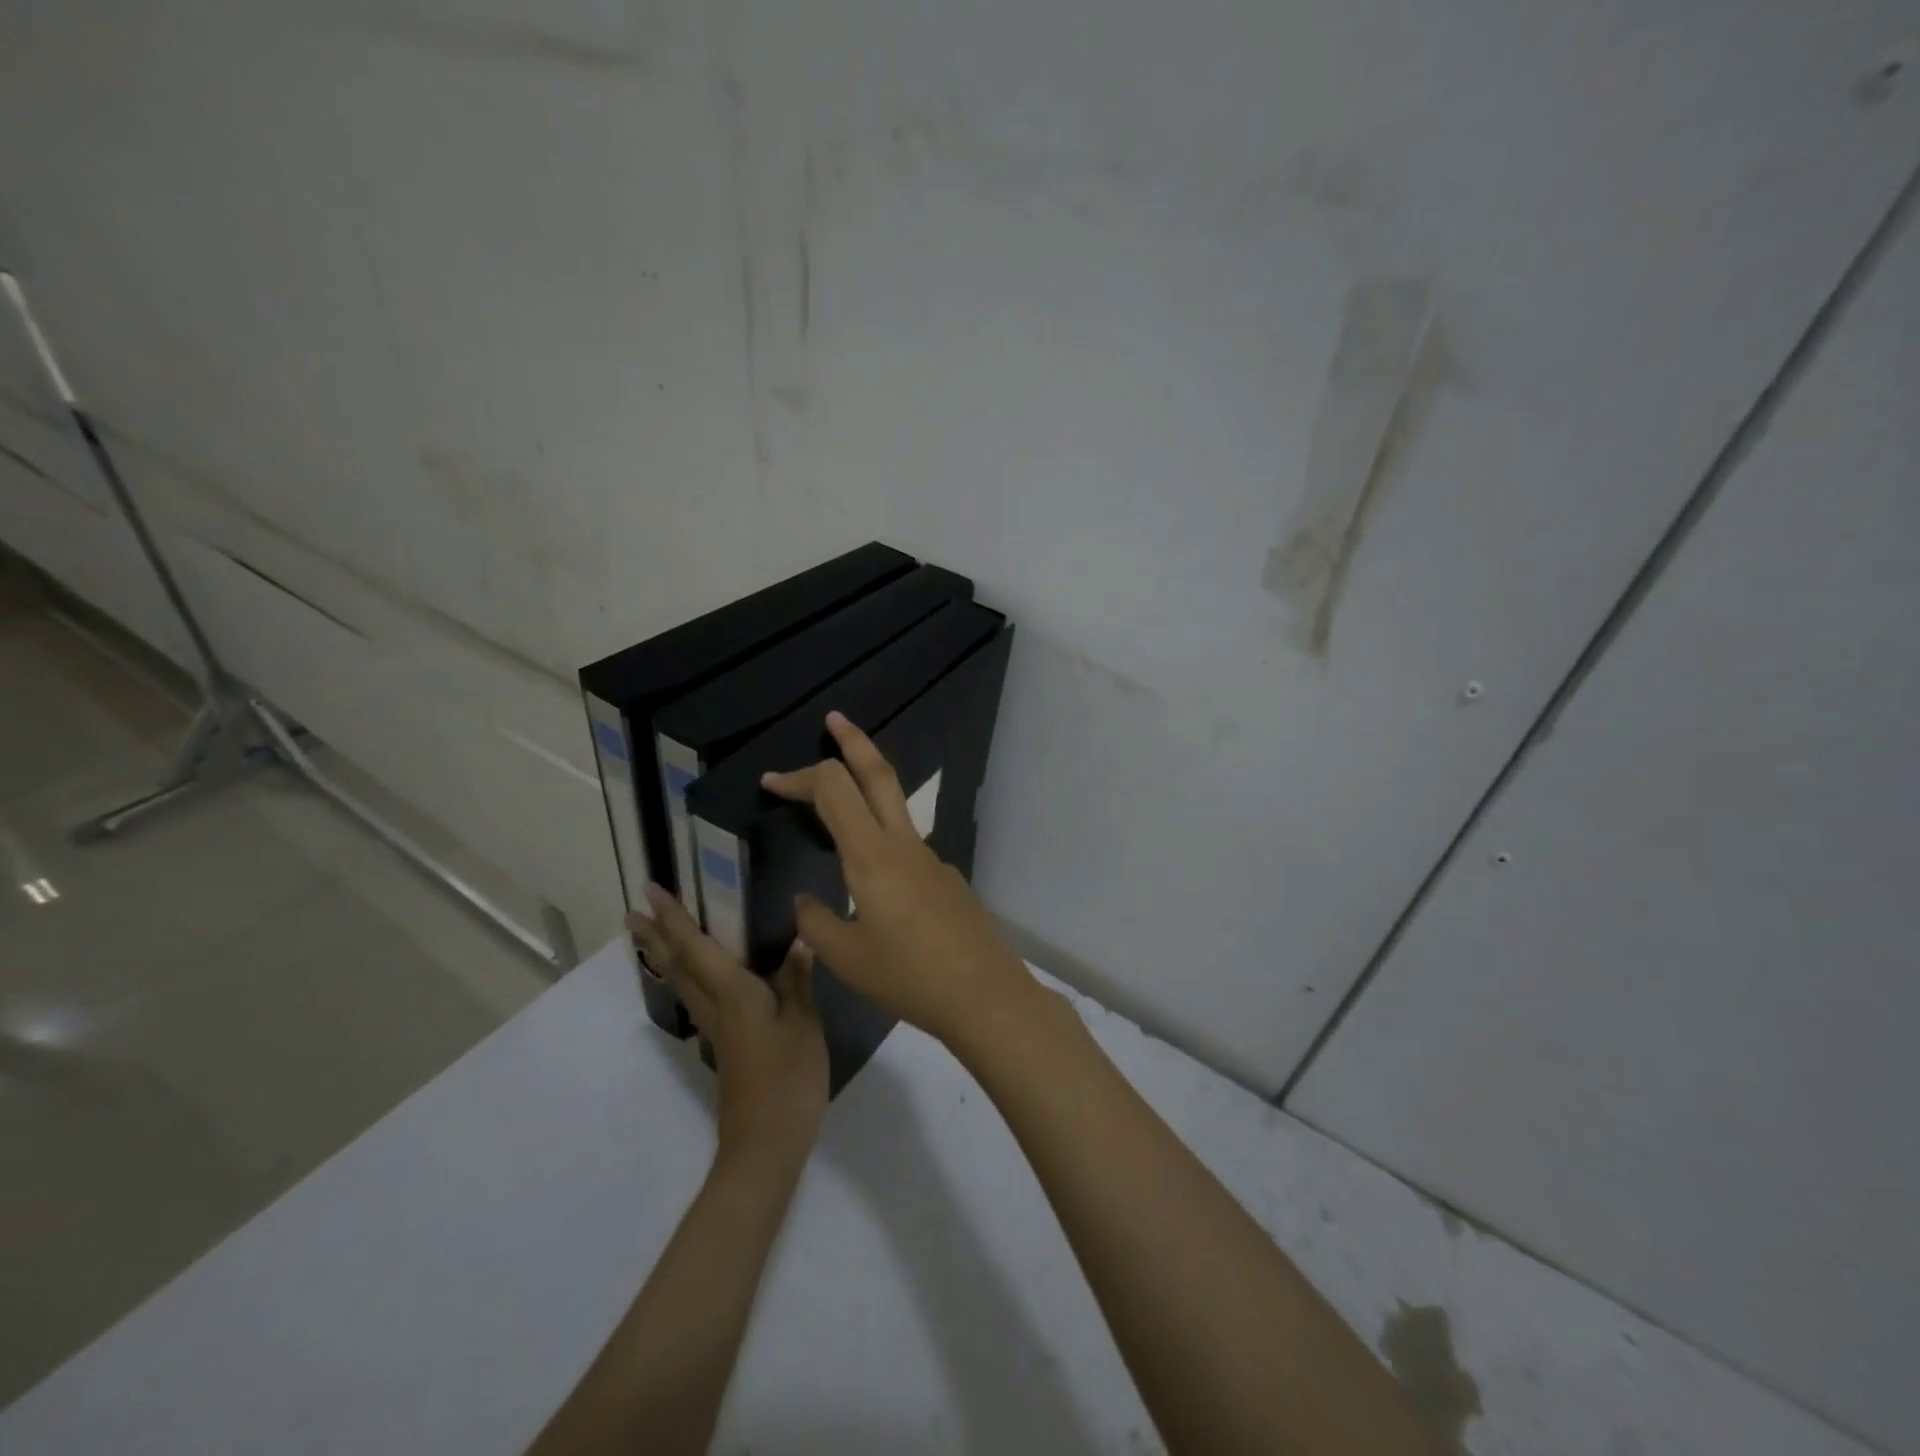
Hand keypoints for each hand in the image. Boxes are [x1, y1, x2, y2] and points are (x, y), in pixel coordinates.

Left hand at [628, 885, 828, 1165]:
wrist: (766, 1143)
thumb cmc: (788, 1077)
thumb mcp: (803, 1024)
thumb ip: (798, 980)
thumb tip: (800, 938)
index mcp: (733, 993)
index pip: (695, 947)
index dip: (673, 918)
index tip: (649, 892)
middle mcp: (715, 1006)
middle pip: (678, 965)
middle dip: (656, 936)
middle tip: (633, 913)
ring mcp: (717, 1029)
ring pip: (682, 984)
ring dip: (665, 957)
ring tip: (651, 939)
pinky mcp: (725, 1046)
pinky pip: (697, 999)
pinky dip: (687, 979)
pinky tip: (697, 980)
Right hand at [761, 712, 1039, 1050]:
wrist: (984, 994)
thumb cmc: (908, 977)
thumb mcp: (846, 957)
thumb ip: (815, 922)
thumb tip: (805, 900)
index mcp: (871, 856)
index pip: (833, 789)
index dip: (798, 778)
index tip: (770, 783)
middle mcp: (903, 844)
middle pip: (878, 773)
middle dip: (853, 741)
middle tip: (834, 720)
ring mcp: (930, 858)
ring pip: (895, 804)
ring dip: (868, 784)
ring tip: (839, 793)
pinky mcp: (944, 877)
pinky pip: (905, 843)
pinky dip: (880, 833)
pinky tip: (871, 877)